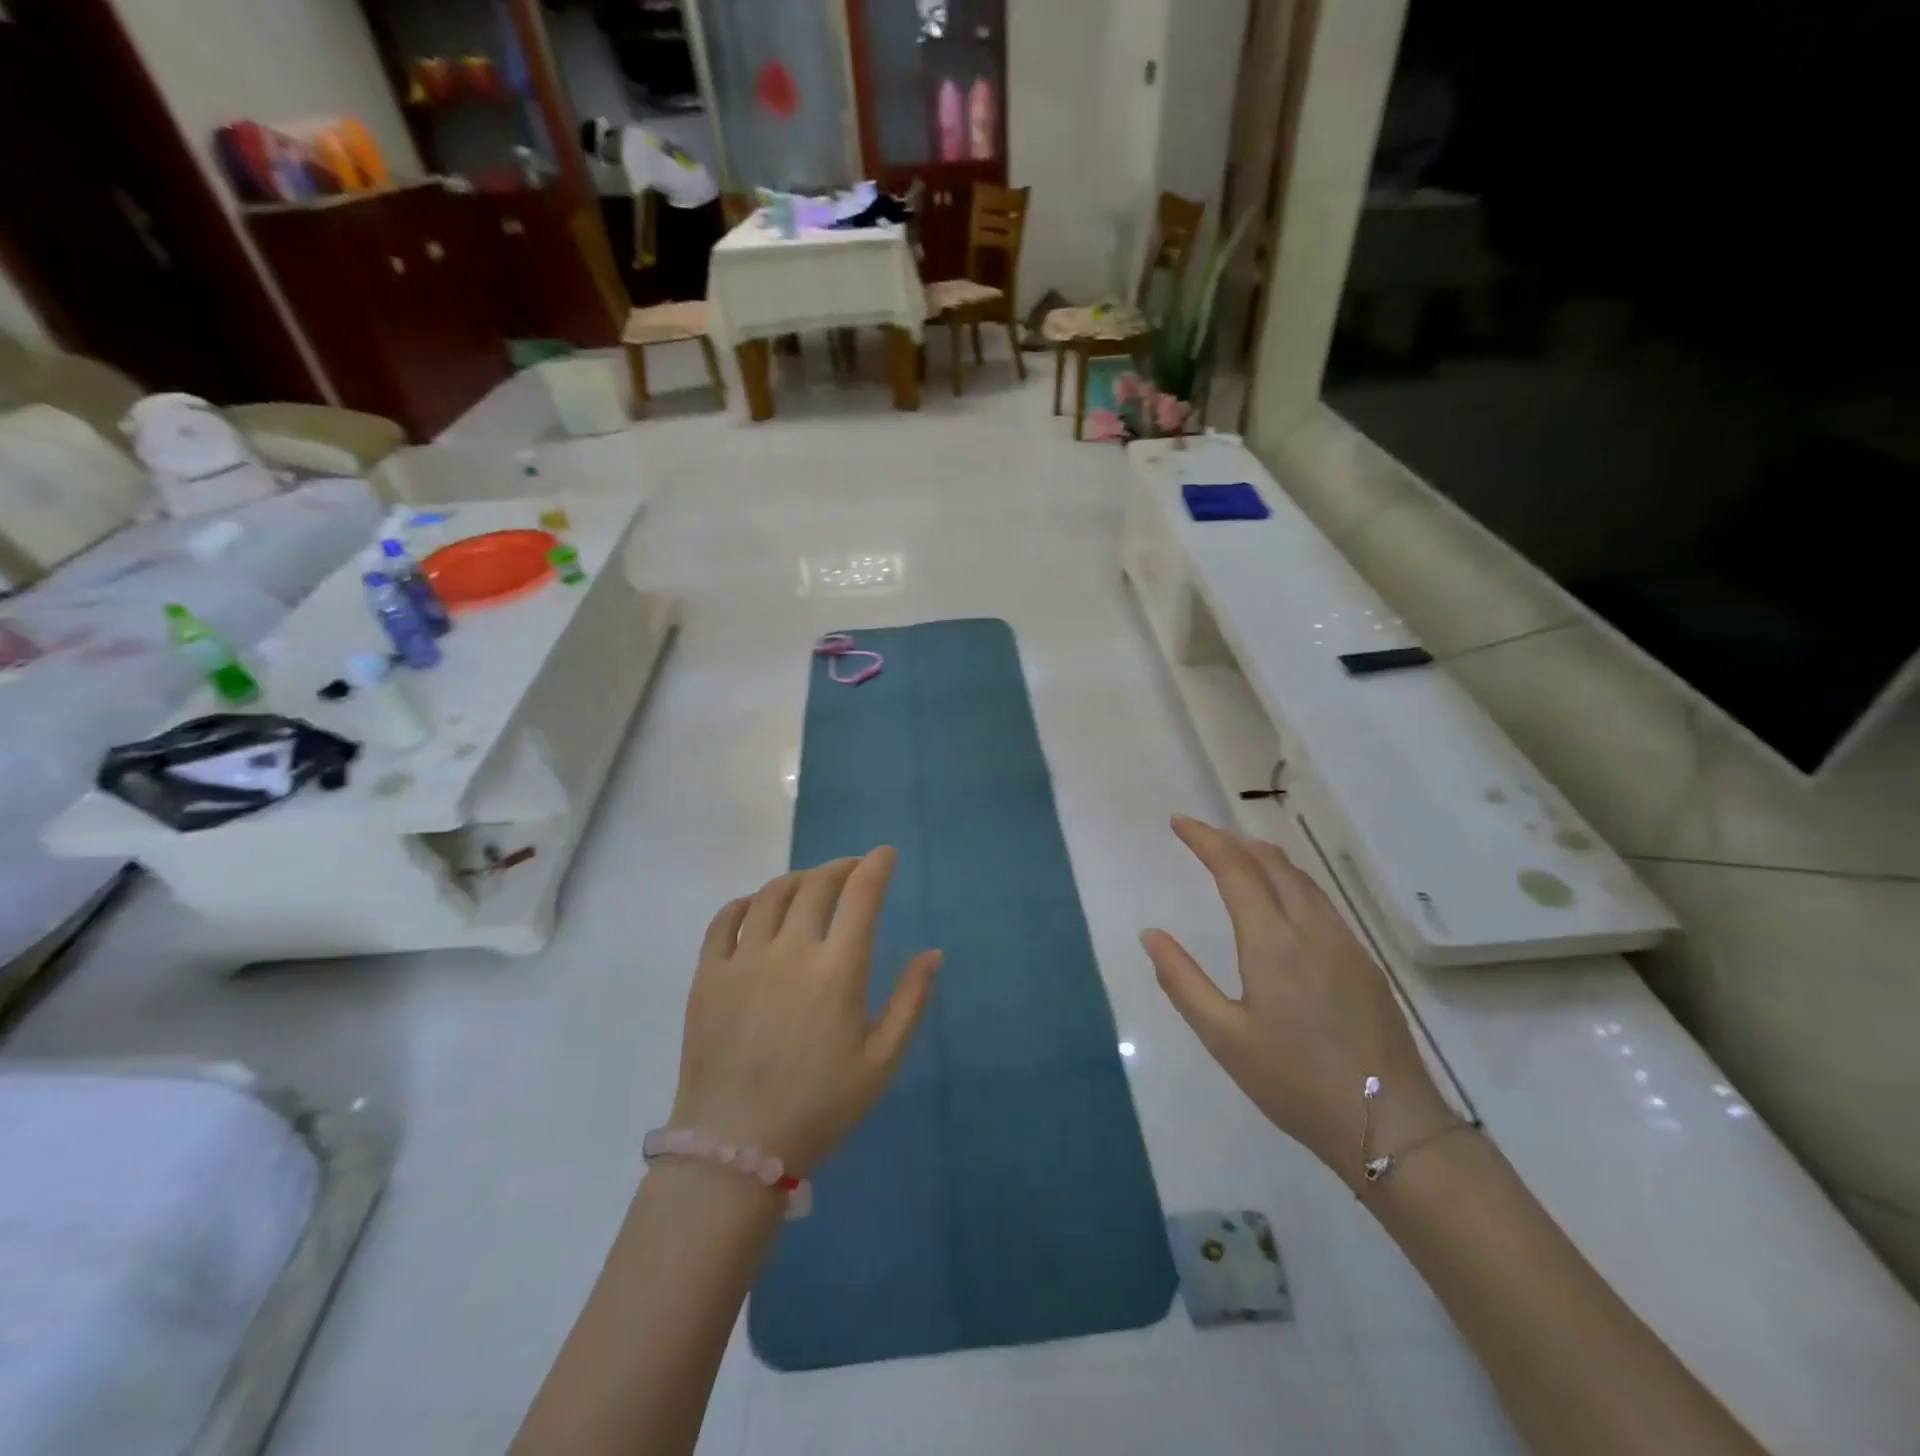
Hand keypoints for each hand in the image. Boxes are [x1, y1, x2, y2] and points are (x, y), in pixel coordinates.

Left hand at [669, 848, 940, 1177]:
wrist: (735, 1148)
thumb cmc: (819, 1107)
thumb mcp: (881, 1062)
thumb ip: (910, 1002)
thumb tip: (932, 953)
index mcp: (838, 970)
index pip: (861, 895)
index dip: (876, 866)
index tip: (886, 854)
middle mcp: (790, 950)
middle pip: (817, 884)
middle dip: (841, 867)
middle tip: (852, 870)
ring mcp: (743, 959)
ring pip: (771, 894)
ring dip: (798, 879)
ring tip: (810, 885)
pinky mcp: (708, 975)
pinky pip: (724, 920)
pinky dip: (745, 902)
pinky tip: (756, 906)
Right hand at [1142, 816, 1449, 1188]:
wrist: (1392, 1127)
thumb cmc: (1295, 1083)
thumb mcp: (1224, 1037)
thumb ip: (1182, 981)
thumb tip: (1150, 934)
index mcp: (1273, 942)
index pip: (1235, 870)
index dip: (1205, 840)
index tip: (1179, 822)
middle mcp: (1312, 929)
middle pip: (1272, 863)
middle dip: (1232, 840)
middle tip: (1200, 835)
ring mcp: (1345, 943)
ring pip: (1301, 879)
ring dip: (1263, 857)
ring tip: (1235, 856)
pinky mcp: (1365, 963)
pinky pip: (1321, 901)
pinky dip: (1290, 881)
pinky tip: (1280, 899)